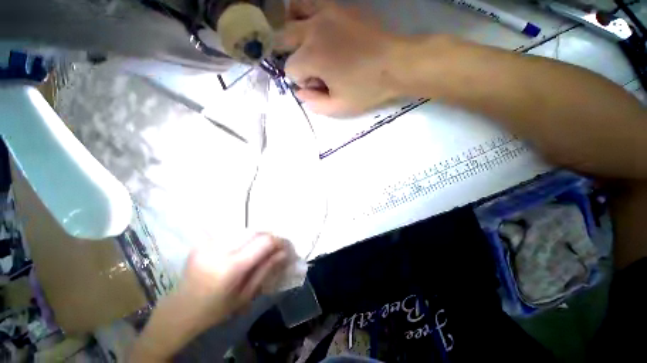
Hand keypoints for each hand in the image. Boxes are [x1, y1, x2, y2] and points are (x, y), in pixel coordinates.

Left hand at [176, 233, 289, 331]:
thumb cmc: (215, 310)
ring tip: (260, 248)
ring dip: (257, 237)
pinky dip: (243, 238)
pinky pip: (231, 233)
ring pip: (244, 230)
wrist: (180, 310)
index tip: (287, 247)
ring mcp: (209, 243)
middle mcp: (219, 249)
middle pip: (255, 231)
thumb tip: (284, 253)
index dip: (279, 241)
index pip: (264, 242)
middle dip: (269, 238)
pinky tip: (243, 248)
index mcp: (230, 267)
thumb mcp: (245, 296)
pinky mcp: (203, 241)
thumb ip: (266, 270)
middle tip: (275, 248)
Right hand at [277, 1, 408, 115]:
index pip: (291, 69)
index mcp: (312, 57)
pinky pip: (313, 2)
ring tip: (304, 42)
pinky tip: (315, 27)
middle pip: (284, 38)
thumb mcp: (339, 107)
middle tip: (308, 66)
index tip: (317, 85)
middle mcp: (313, 30)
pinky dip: (306, 13)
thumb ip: (315, 103)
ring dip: (292, 28)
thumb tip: (300, 92)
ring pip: (293, 11)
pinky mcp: (339, 6)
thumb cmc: (367, 89)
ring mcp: (326, 12)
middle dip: (291, 55)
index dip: (302, 80)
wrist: (396, 64)